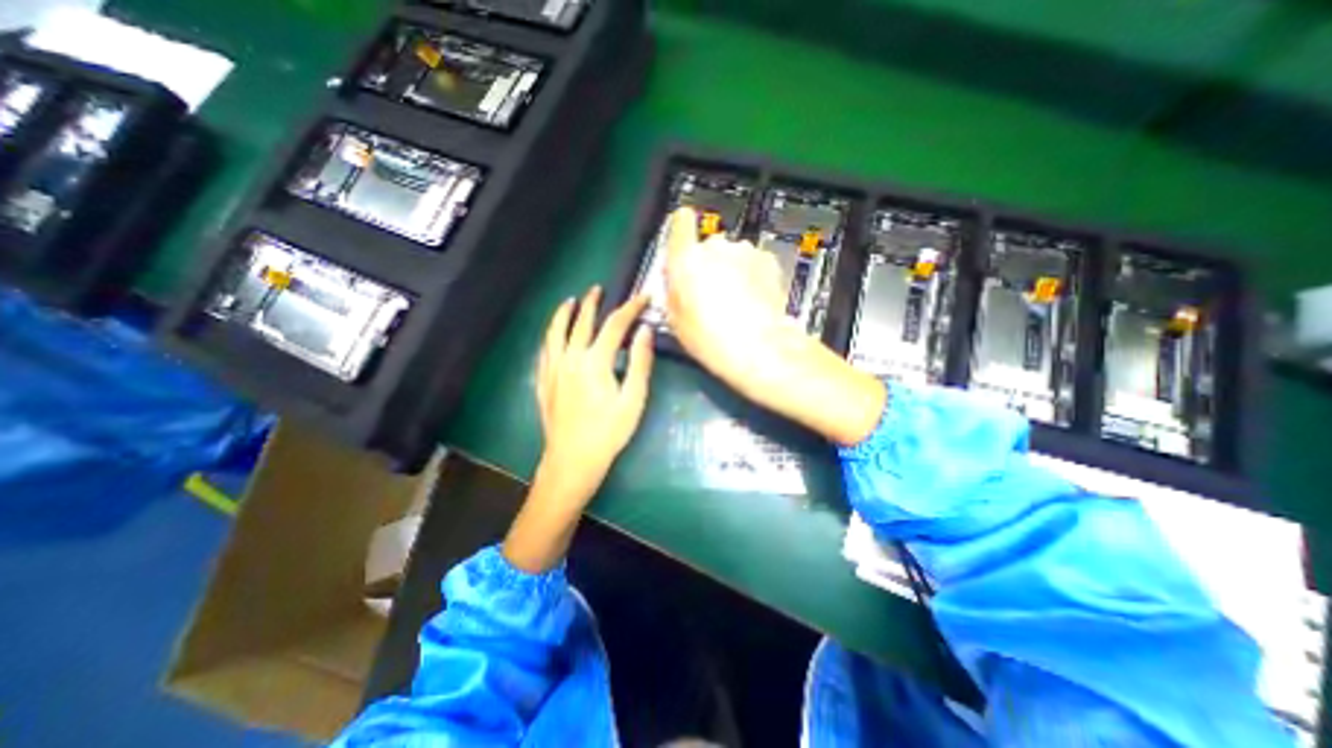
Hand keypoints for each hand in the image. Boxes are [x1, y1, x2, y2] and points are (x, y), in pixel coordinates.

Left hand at [535, 286, 652, 483]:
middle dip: (592, 303)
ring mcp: (552, 370)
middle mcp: (570, 358)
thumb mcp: (633, 399)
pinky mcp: (543, 382)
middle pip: (581, 323)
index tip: (643, 296)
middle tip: (599, 289)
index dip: (630, 308)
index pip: (614, 325)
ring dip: (563, 314)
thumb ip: (640, 363)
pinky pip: (544, 351)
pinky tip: (552, 335)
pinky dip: (550, 336)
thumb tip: (645, 331)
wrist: (572, 461)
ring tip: (570, 301)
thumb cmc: (609, 432)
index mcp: (594, 361)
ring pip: (555, 333)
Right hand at [662, 202, 789, 391]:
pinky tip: (753, 300)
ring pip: (732, 255)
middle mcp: (715, 247)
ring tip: (736, 301)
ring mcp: (744, 251)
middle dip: (708, 263)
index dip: (682, 228)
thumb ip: (671, 291)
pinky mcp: (768, 260)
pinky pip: (753, 262)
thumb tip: (674, 280)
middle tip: (711, 293)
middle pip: (707, 246)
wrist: (758, 346)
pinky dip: (752, 275)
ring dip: (731, 270)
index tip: (684, 238)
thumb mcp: (675, 320)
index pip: (681, 222)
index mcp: (686, 259)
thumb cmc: (710, 338)